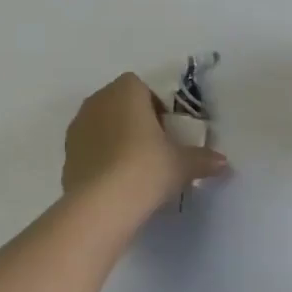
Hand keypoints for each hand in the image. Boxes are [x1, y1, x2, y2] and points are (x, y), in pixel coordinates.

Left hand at [62, 72, 227, 216]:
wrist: (101, 203)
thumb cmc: (146, 168)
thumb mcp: (181, 164)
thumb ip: (202, 159)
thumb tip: (224, 163)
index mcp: (126, 90)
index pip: (141, 88)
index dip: (155, 109)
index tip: (166, 134)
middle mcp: (98, 99)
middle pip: (120, 104)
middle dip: (134, 122)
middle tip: (152, 151)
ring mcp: (78, 125)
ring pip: (102, 125)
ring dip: (115, 139)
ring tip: (132, 170)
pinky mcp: (67, 152)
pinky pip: (89, 147)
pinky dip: (100, 158)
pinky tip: (113, 183)